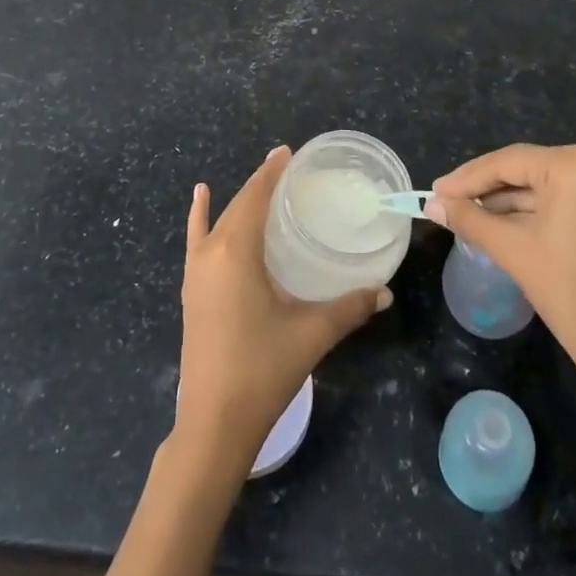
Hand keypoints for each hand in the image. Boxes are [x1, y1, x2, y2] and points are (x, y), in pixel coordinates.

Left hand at [176, 147, 390, 466]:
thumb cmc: (262, 370)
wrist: (213, 423)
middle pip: (237, 205)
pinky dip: (199, 217)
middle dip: (261, 184)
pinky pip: (196, 240)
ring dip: (239, 201)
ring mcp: (195, 272)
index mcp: (236, 252)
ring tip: (262, 185)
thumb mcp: (311, 334)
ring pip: (218, 221)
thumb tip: (384, 291)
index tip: (288, 151)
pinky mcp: (191, 291)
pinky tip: (200, 199)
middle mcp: (211, 253)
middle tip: (288, 170)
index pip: (254, 197)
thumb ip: (349, 308)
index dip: (271, 172)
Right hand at [427, 144, 575, 411]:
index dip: (467, 177)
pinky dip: (528, 210)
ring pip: (540, 184)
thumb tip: (431, 205)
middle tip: (444, 201)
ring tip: (462, 212)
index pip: (509, 161)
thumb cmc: (571, 293)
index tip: (434, 191)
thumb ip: (469, 219)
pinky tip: (495, 220)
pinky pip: (559, 199)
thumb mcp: (512, 250)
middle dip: (484, 187)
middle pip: (525, 168)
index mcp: (575, 166)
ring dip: (503, 199)